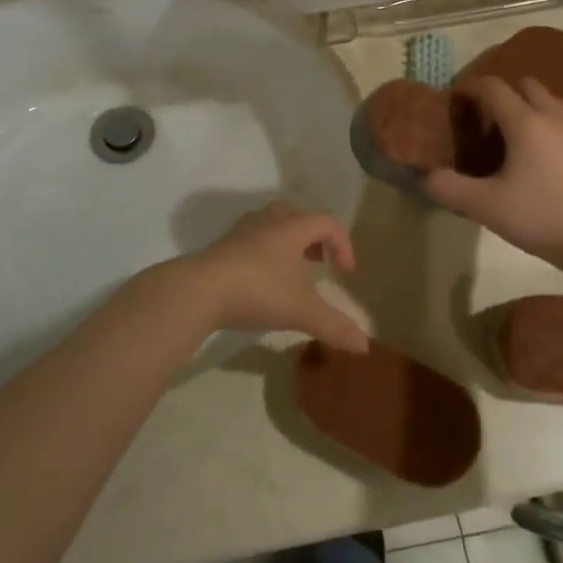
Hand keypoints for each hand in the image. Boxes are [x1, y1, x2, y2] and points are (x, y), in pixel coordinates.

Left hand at [174, 201, 368, 352]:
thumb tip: (365, 347)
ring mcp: (241, 231)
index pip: (327, 222)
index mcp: (292, 227)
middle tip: (318, 262)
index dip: (343, 244)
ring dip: (287, 242)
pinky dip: (264, 252)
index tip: (345, 273)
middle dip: (313, 236)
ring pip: (272, 224)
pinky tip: (261, 280)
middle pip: (297, 215)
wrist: (198, 290)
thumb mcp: (301, 311)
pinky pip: (252, 239)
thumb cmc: (257, 291)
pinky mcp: (221, 245)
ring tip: (291, 271)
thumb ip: (334, 326)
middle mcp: (268, 221)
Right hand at [425, 77, 562, 271]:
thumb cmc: (541, 217)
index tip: (454, 98)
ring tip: (509, 131)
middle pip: (526, 85)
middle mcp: (552, 118)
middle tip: (483, 115)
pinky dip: (545, 124)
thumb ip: (449, 188)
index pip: (493, 87)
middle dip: (502, 91)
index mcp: (525, 123)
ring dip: (527, 105)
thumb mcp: (484, 206)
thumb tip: (426, 176)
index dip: (470, 87)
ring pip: (549, 101)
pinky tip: (536, 154)